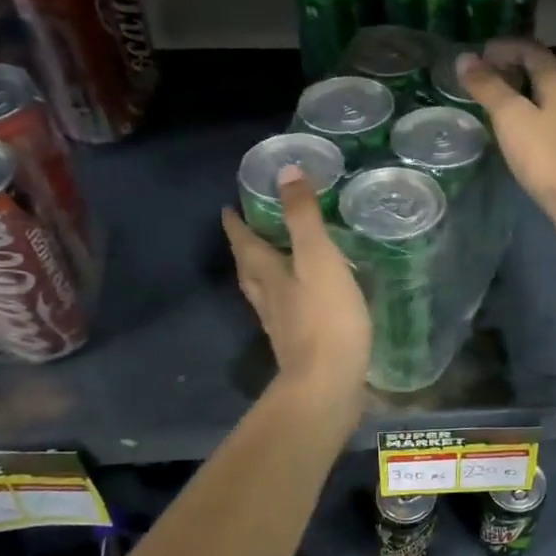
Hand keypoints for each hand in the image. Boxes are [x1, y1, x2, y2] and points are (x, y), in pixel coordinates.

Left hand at [221, 166, 370, 417]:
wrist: (328, 384)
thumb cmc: (325, 318)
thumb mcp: (318, 258)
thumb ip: (304, 217)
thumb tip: (285, 171)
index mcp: (268, 275)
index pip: (244, 243)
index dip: (236, 224)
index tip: (227, 208)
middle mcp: (268, 300)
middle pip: (249, 269)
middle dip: (246, 249)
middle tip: (247, 232)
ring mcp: (282, 327)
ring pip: (264, 294)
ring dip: (263, 275)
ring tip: (271, 263)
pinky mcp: (300, 347)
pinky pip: (286, 313)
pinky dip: (287, 300)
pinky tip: (302, 303)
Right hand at [460, 39, 555, 241]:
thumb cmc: (546, 155)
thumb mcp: (510, 117)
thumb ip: (488, 87)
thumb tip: (464, 58)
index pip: (530, 48)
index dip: (503, 47)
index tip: (477, 55)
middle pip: (541, 69)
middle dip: (511, 67)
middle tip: (482, 76)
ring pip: (546, 93)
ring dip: (521, 90)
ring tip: (494, 99)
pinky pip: (550, 115)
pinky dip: (530, 111)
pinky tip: (516, 127)